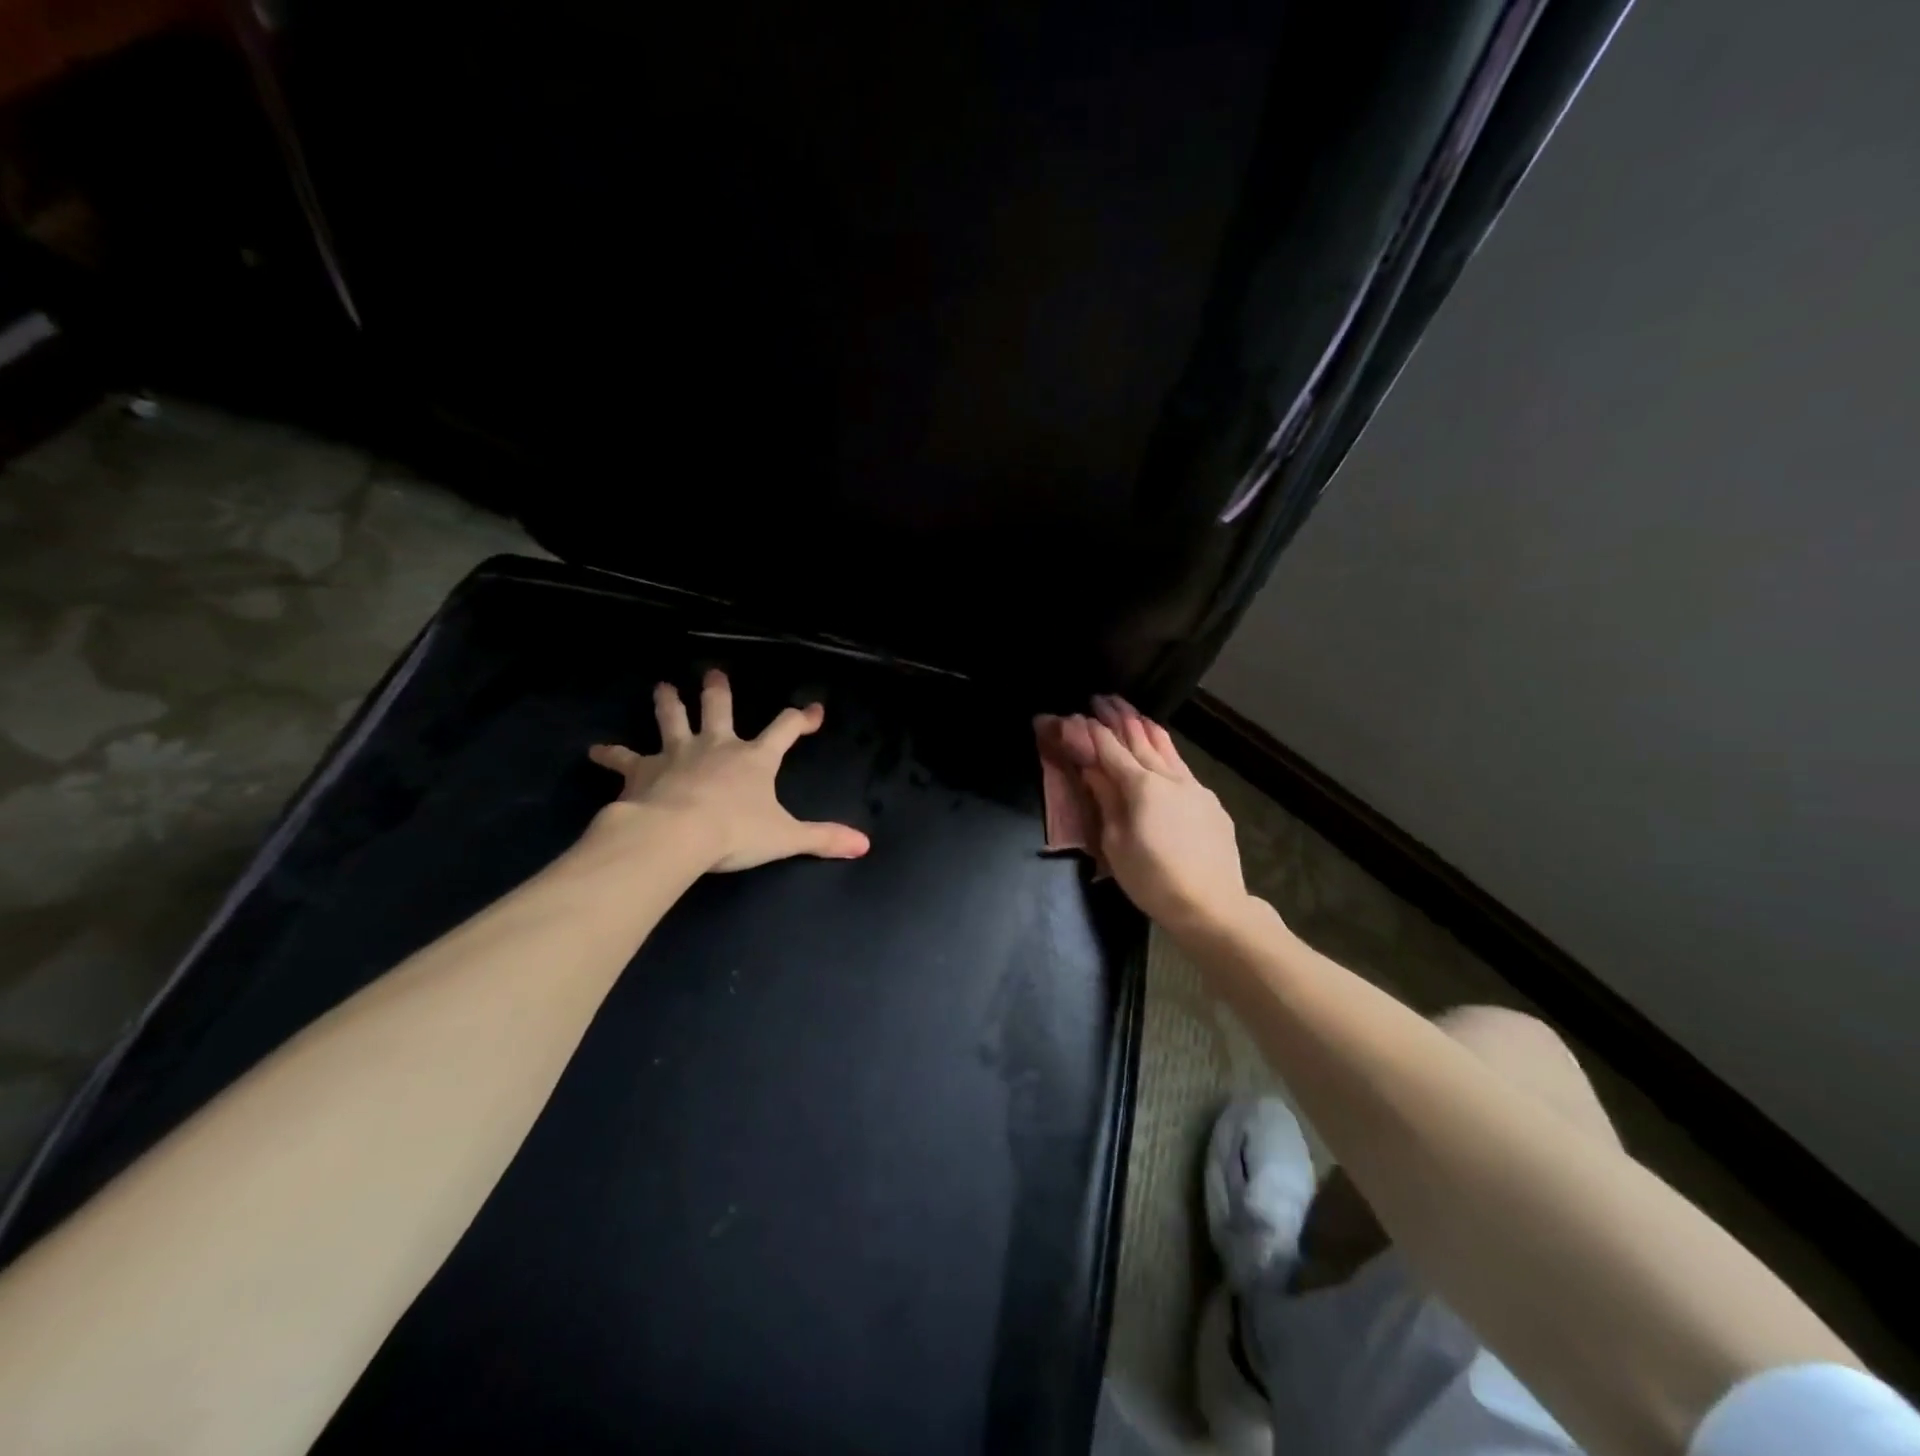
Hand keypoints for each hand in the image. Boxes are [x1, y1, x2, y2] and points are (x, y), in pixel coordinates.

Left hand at [587, 670, 869, 872]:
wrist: (677, 834)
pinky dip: (610, 754)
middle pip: (719, 709)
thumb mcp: (786, 837)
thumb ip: (824, 838)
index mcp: (754, 759)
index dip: (801, 719)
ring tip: (663, 687)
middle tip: (713, 674)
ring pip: (672, 719)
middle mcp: (716, 746)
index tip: (814, 711)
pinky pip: (624, 758)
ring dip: (668, 703)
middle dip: (718, 691)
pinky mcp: (642, 769)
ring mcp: (677, 753)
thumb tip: (864, 845)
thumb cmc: (735, 832)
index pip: (785, 729)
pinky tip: (594, 751)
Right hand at [1055, 696, 1251, 939]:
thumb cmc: (1152, 879)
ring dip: (1146, 727)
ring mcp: (1194, 787)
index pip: (1110, 749)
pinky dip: (1166, 751)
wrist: (1211, 904)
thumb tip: (1092, 769)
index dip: (1092, 731)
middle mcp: (1169, 778)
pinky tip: (1163, 752)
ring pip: (1166, 747)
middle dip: (1119, 717)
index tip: (1078, 713)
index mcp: (1140, 787)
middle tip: (1103, 698)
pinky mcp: (1210, 802)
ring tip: (1132, 712)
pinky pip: (1182, 767)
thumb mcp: (1115, 844)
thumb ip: (1106, 801)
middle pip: (1140, 739)